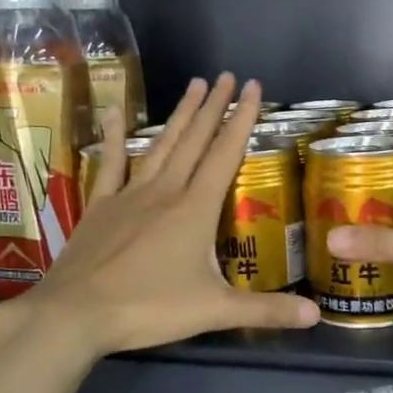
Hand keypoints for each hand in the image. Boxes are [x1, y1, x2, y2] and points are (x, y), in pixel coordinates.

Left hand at [5, 74, 319, 356]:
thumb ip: (266, 310)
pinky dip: (115, 139)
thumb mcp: (215, 311)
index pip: (226, 154)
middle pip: (195, 141)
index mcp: (195, 209)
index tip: (253, 87)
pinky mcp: (101, 206)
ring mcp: (129, 195)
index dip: (242, 119)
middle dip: (214, 106)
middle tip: (226, 76)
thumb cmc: (149, 308)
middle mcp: (165, 191)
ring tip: (194, 84)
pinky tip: (116, 114)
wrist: (76, 313)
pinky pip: (111, 165)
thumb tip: (316, 316)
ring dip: (180, 115)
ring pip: (161, 145)